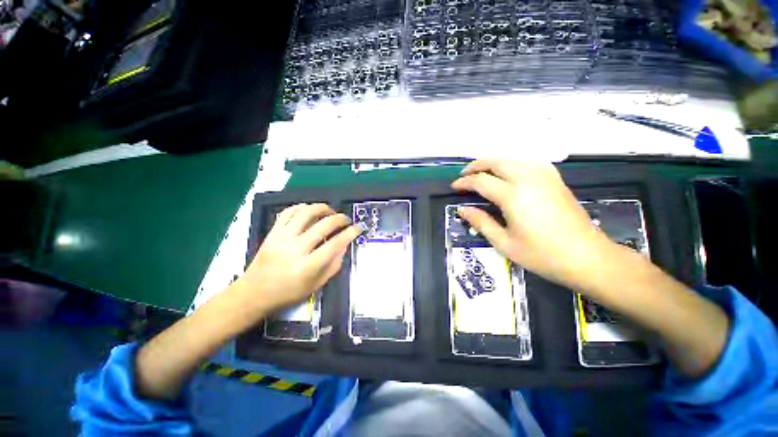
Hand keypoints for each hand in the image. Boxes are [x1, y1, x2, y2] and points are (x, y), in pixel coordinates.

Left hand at [234, 203, 362, 316]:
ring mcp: (281, 238)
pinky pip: (288, 212)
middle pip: (324, 225)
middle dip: (340, 218)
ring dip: (323, 208)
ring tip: (330, 212)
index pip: (335, 243)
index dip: (350, 233)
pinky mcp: (272, 232)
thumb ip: (334, 265)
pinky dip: (302, 207)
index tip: (358, 228)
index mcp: (307, 266)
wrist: (253, 293)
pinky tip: (311, 210)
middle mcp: (295, 249)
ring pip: (306, 212)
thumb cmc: (288, 293)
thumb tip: (345, 245)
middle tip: (346, 220)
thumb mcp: (316, 285)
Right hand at [451, 160, 612, 289]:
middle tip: (464, 175)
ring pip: (512, 159)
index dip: (465, 182)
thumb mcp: (504, 243)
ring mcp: (545, 177)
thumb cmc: (542, 255)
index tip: (454, 187)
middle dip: (476, 165)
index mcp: (514, 196)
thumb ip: (481, 222)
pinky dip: (511, 163)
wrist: (588, 258)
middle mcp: (528, 179)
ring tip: (481, 172)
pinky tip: (508, 173)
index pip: (481, 181)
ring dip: (493, 162)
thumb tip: (462, 209)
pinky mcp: (555, 179)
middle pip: (496, 162)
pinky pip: (527, 162)